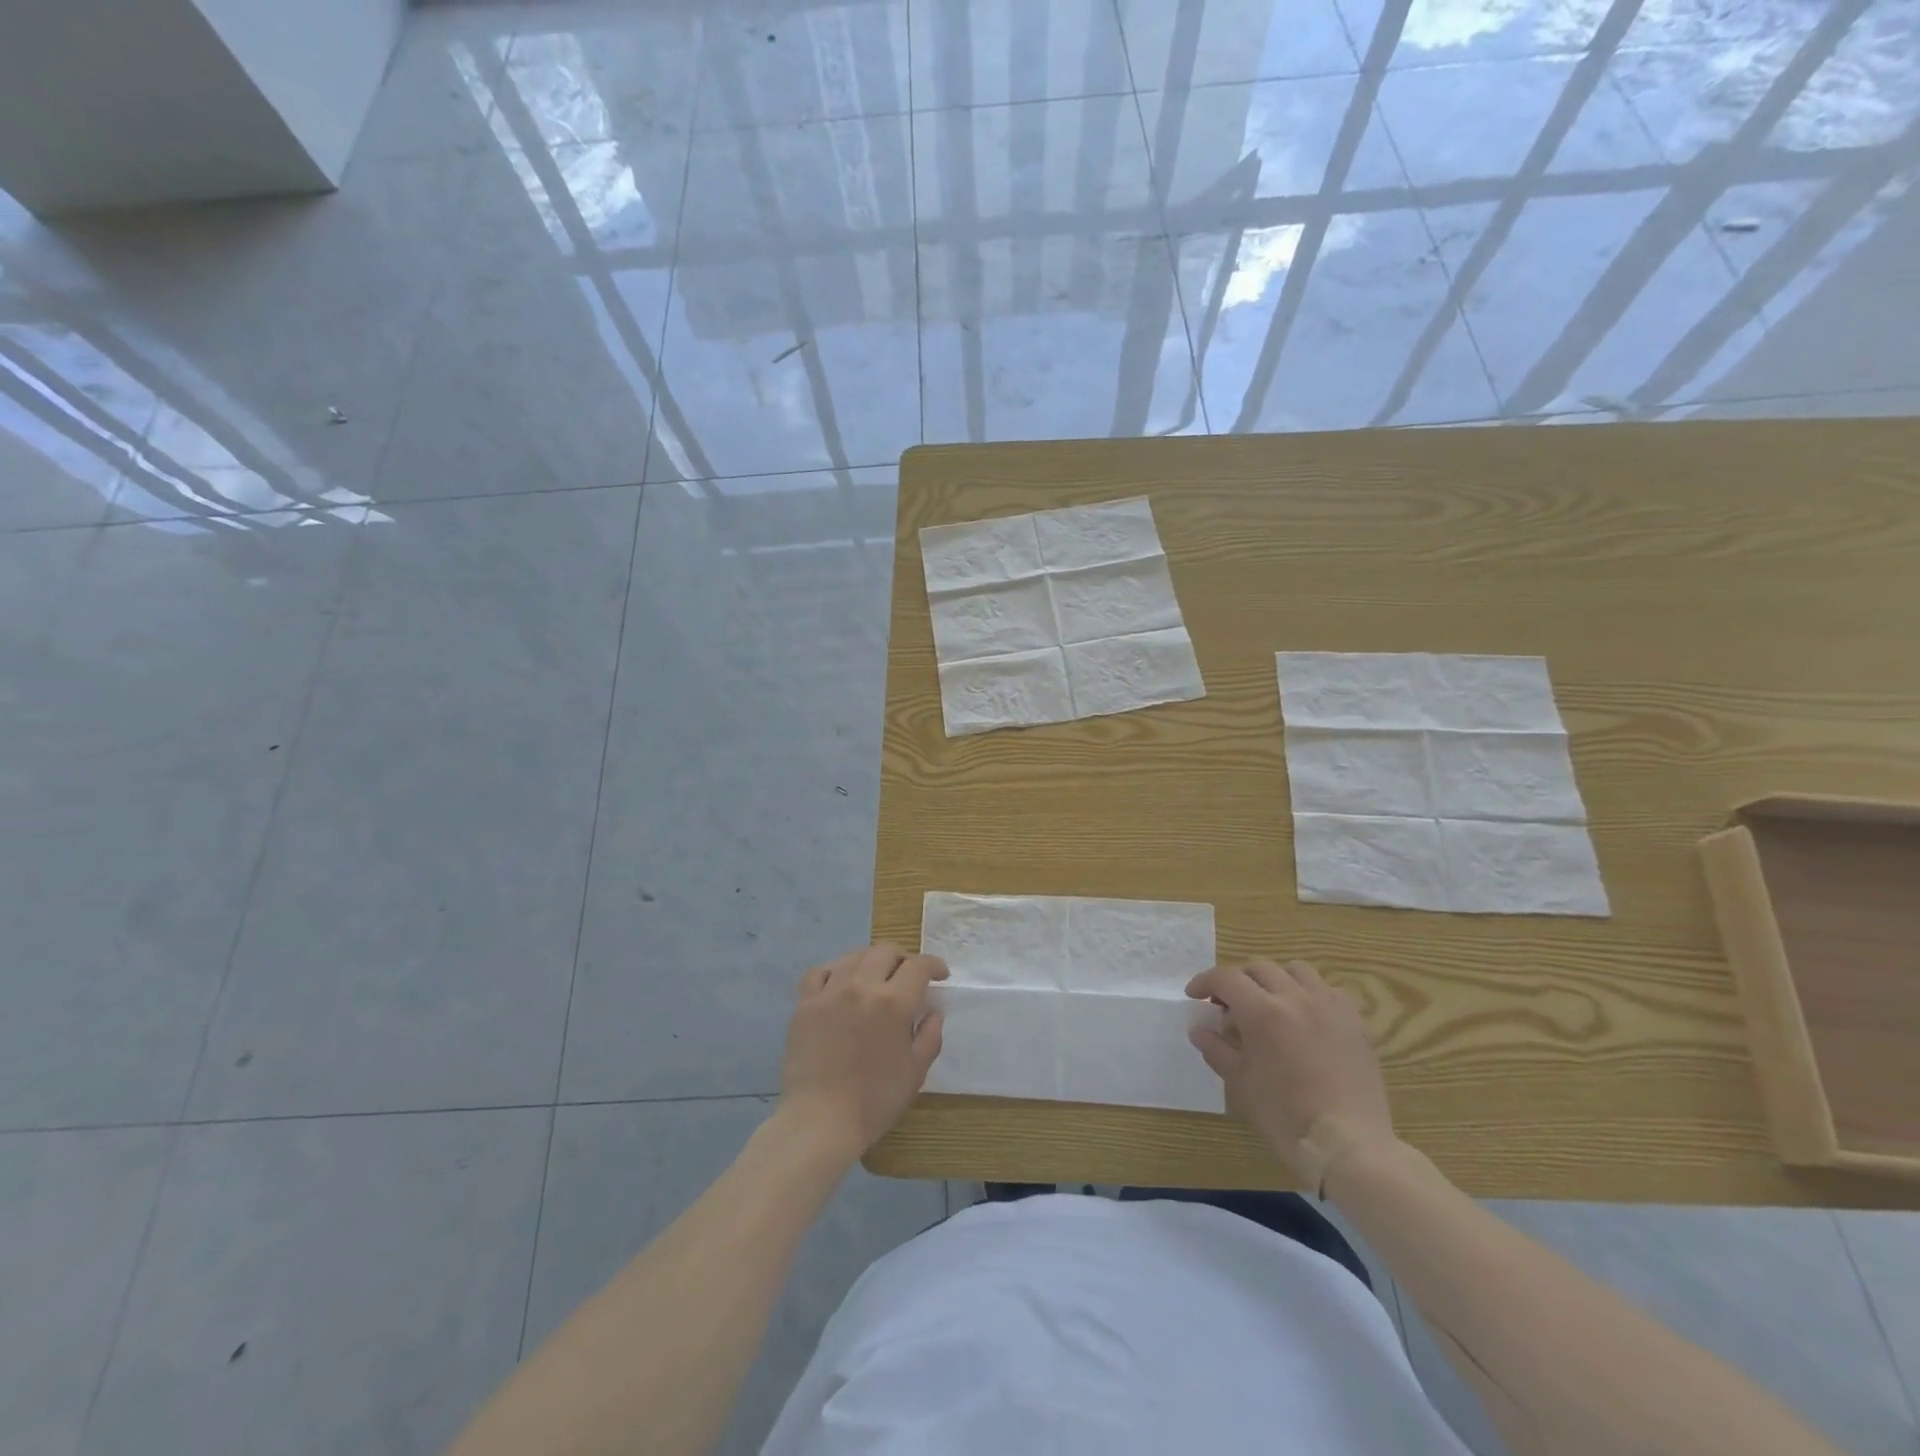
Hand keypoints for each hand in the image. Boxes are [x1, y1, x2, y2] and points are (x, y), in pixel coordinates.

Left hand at [778, 944, 946, 1158]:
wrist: (820, 1121)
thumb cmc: (874, 1100)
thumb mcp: (916, 1071)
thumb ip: (929, 1035)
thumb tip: (933, 1010)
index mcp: (893, 1002)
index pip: (918, 966)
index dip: (934, 965)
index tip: (940, 975)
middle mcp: (861, 986)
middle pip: (885, 952)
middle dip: (903, 959)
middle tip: (909, 977)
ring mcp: (829, 992)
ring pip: (854, 956)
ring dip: (872, 961)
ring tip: (876, 977)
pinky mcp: (804, 1004)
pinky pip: (819, 972)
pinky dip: (834, 971)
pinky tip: (840, 984)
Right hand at [1186, 959, 1394, 1176]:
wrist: (1349, 1146)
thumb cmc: (1286, 1116)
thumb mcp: (1241, 1083)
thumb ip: (1217, 1049)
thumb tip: (1200, 1030)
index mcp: (1263, 1011)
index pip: (1226, 978)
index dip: (1205, 982)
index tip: (1195, 996)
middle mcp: (1296, 997)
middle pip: (1259, 968)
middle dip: (1237, 980)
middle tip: (1228, 1004)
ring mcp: (1330, 1006)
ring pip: (1296, 970)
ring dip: (1275, 979)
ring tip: (1269, 1003)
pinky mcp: (1355, 1021)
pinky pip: (1327, 990)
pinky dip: (1308, 993)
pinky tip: (1304, 1018)